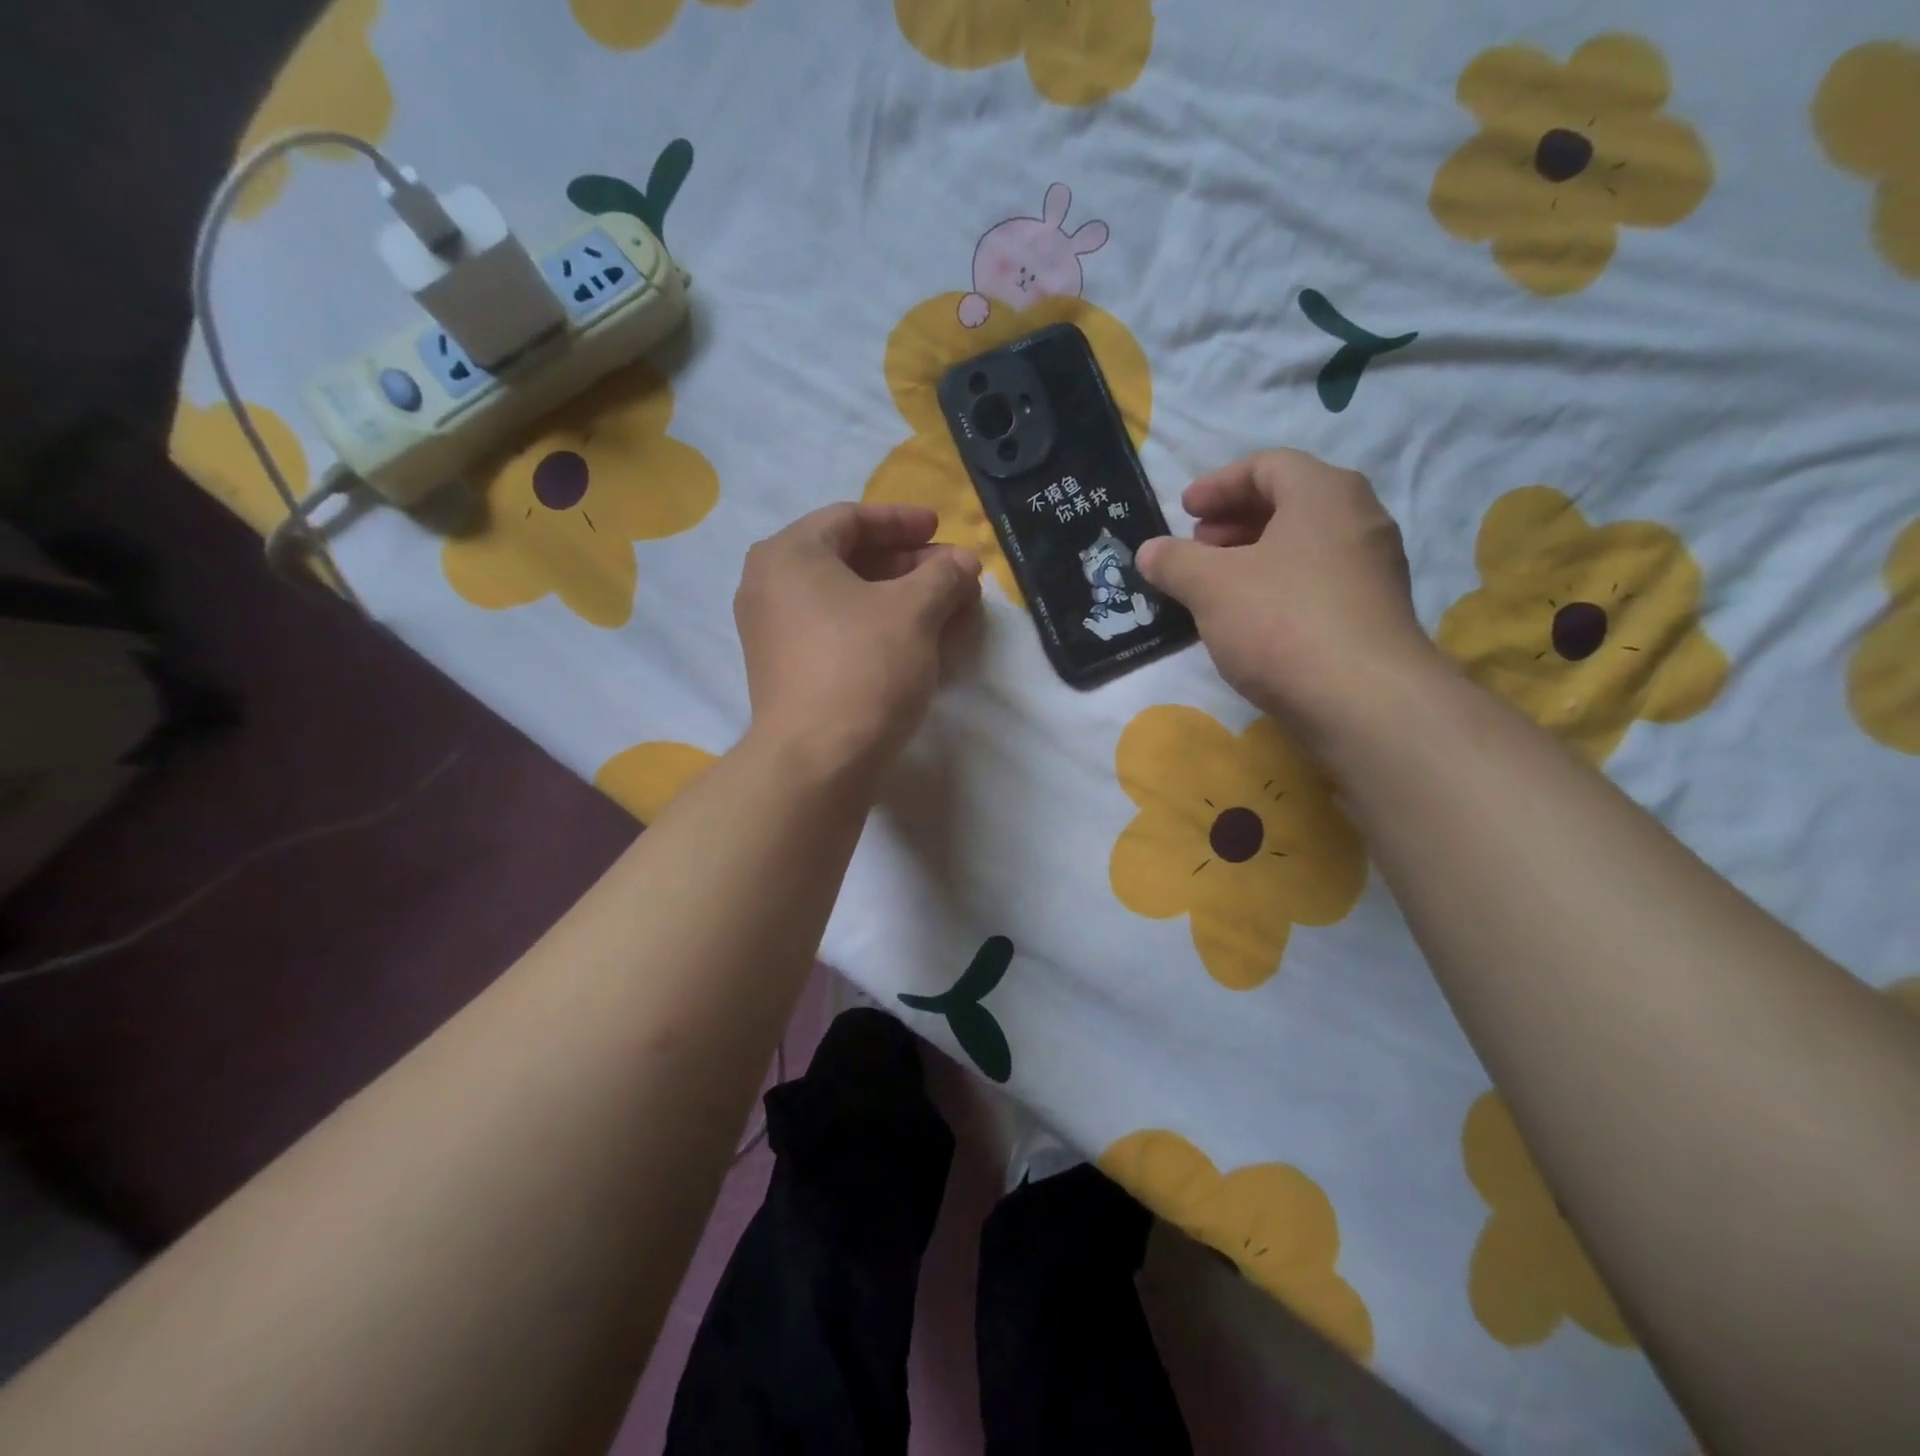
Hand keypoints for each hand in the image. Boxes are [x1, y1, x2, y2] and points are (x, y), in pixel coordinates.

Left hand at [735, 502, 981, 774]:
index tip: (941, 529)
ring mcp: (773, 631)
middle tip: (953, 574)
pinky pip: (835, 629)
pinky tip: (915, 640)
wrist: (817, 761)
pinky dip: (875, 625)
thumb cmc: (863, 667)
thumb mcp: (915, 611)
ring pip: (845, 597)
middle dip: (908, 564)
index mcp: (789, 554)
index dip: (903, 521)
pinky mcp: (785, 670)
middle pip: (848, 558)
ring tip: (944, 608)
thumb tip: (964, 562)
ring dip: (897, 597)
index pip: (852, 518)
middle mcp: (770, 585)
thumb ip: (943, 575)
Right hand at [1137, 450, 1436, 735]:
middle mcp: (1359, 519)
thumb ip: (1174, 561)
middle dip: (1234, 520)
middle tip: (1197, 545)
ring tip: (1215, 584)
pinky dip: (1277, 585)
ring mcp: (1372, 569)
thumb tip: (1149, 551)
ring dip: (1254, 556)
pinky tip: (1248, 619)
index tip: (1184, 510)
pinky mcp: (1372, 613)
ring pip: (1304, 545)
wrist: (1362, 701)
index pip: (1268, 465)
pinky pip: (1317, 581)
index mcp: (1324, 493)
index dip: (1218, 483)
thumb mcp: (1210, 586)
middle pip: (1289, 503)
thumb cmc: (1281, 622)